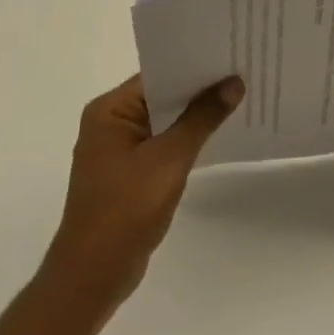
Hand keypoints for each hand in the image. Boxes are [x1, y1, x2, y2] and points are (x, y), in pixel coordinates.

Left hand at [40, 74, 242, 317]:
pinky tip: (215, 135)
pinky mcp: (127, 172)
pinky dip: (184, 139)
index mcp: (109, 110)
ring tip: (237, 99)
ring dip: (194, 115)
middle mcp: (109, 122)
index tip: (230, 56)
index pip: (158, 74)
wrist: (92, 279)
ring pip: (163, 120)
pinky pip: (161, 142)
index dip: (194, 66)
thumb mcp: (169, 159)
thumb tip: (233, 82)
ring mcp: (116, 149)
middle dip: (198, 89)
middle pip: (161, 94)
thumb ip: (202, 118)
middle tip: (241, 73)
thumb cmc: (125, 211)